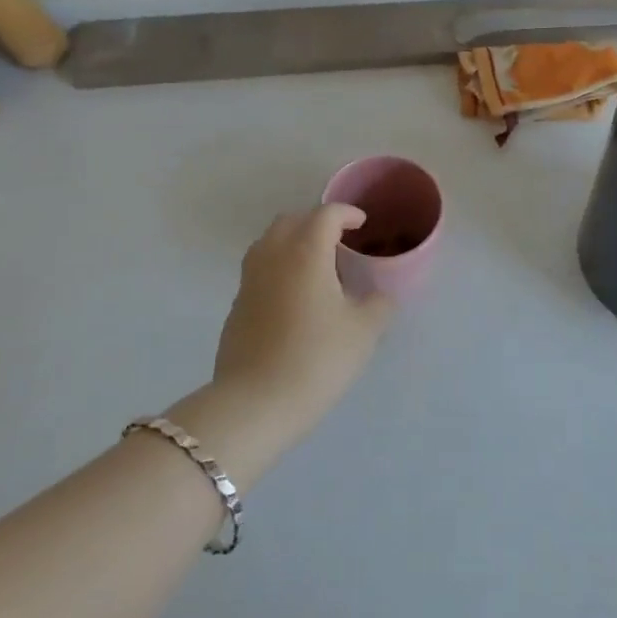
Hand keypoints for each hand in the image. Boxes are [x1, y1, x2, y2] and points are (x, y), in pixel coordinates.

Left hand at [211, 205, 396, 427]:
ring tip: (317, 269)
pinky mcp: (237, 306)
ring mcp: (249, 281)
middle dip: (316, 223)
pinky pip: (260, 271)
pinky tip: (296, 301)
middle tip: (339, 243)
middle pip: (291, 221)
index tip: (362, 224)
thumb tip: (379, 297)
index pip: (326, 214)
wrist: (255, 404)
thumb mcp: (364, 332)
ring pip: (269, 244)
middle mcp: (273, 256)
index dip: (347, 214)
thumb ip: (378, 305)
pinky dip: (279, 270)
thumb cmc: (317, 358)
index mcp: (306, 252)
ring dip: (293, 244)